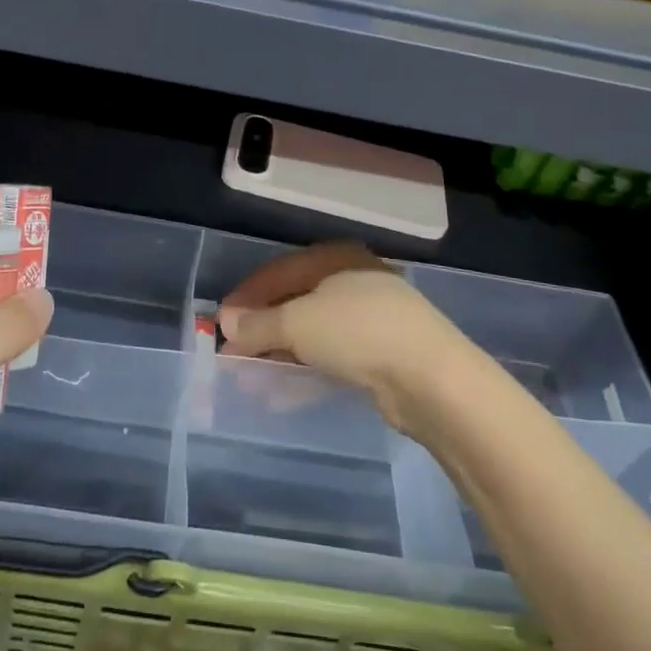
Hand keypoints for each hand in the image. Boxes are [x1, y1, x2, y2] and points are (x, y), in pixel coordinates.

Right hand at [218, 243, 481, 438]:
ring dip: (280, 352)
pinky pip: (330, 356)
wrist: (430, 377)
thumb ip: (259, 324)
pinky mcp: (381, 354)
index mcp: (336, 258)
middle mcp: (354, 281)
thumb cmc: (357, 331)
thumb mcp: (297, 323)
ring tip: (250, 375)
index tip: (220, 323)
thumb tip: (226, 324)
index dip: (247, 296)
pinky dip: (304, 369)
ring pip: (312, 331)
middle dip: (262, 328)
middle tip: (233, 351)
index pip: (279, 271)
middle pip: (295, 301)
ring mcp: (371, 318)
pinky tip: (281, 391)